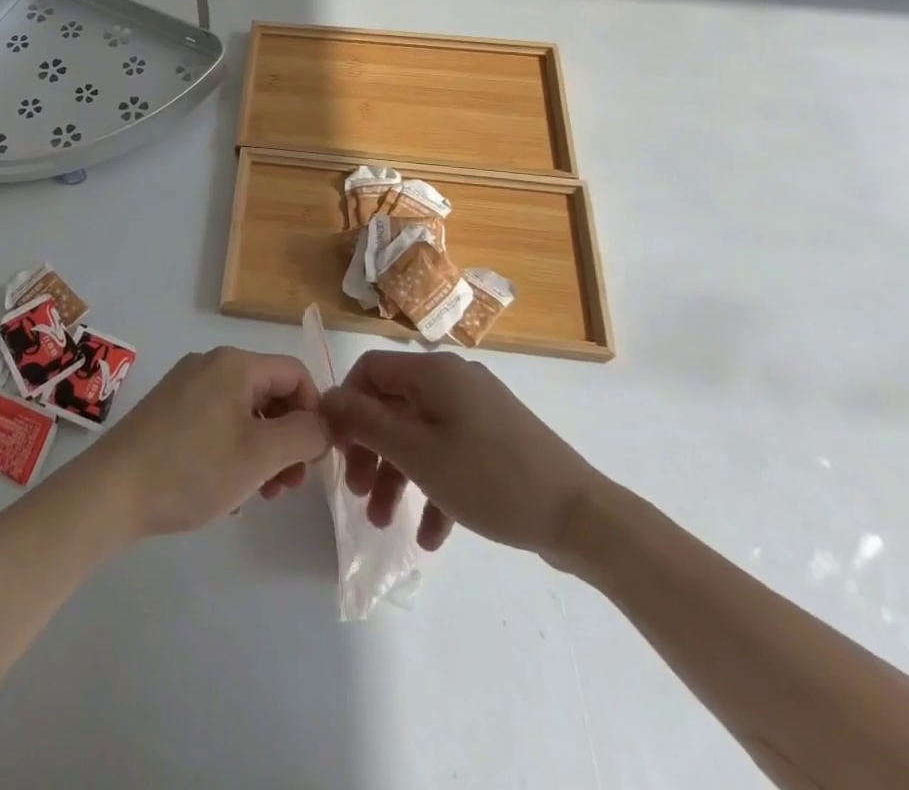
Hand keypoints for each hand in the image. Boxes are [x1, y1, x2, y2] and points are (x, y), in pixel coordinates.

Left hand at [79, 346, 331, 541]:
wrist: (112, 490)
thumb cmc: (192, 468)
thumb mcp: (260, 455)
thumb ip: (304, 435)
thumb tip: (325, 424)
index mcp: (235, 364)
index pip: (295, 374)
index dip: (315, 412)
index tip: (314, 459)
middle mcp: (211, 364)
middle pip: (269, 394)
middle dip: (288, 438)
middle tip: (288, 486)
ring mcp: (186, 386)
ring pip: (244, 412)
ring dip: (262, 450)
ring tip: (259, 494)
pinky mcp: (168, 410)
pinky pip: (217, 422)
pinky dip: (233, 451)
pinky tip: (227, 491)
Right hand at [319, 351, 601, 562]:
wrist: (581, 517)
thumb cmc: (490, 478)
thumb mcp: (418, 454)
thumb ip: (367, 423)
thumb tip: (327, 397)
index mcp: (434, 372)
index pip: (371, 370)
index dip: (347, 405)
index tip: (337, 449)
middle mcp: (453, 381)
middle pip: (393, 406)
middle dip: (371, 451)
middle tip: (357, 493)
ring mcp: (478, 411)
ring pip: (420, 435)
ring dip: (398, 477)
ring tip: (385, 524)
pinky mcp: (496, 441)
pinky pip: (451, 455)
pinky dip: (435, 488)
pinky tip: (432, 538)